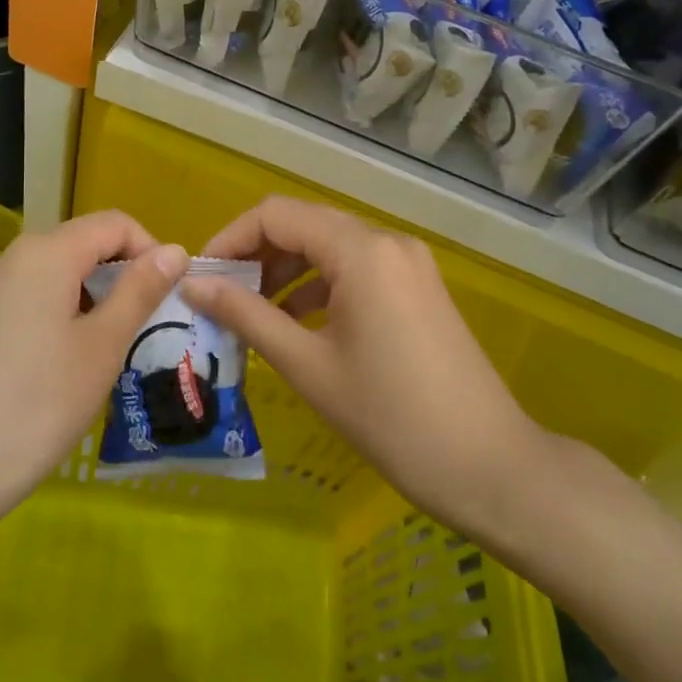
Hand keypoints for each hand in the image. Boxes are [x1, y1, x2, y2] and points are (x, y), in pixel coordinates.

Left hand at [0, 212, 188, 525]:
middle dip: (122, 275)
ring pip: (58, 273)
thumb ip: (140, 290)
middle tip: (145, 327)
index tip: (168, 296)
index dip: (150, 250)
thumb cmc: (39, 403)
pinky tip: (68, 362)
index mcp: (47, 252)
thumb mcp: (103, 346)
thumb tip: (175, 250)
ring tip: (110, 350)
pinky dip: (63, 313)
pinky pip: (32, 297)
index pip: (114, 224)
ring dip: (94, 297)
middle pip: (83, 244)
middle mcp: (13, 257)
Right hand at [180, 196, 542, 542]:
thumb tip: (192, 285)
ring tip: (251, 313)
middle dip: (255, 255)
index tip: (201, 278)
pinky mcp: (417, 287)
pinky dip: (318, 286)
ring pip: (329, 247)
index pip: (276, 215)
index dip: (230, 239)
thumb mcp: (307, 365)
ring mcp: (407, 263)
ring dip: (285, 271)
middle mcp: (386, 241)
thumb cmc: (391, 418)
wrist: (489, 467)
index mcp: (360, 250)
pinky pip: (355, 269)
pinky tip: (296, 322)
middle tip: (220, 298)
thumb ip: (246, 315)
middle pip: (303, 225)